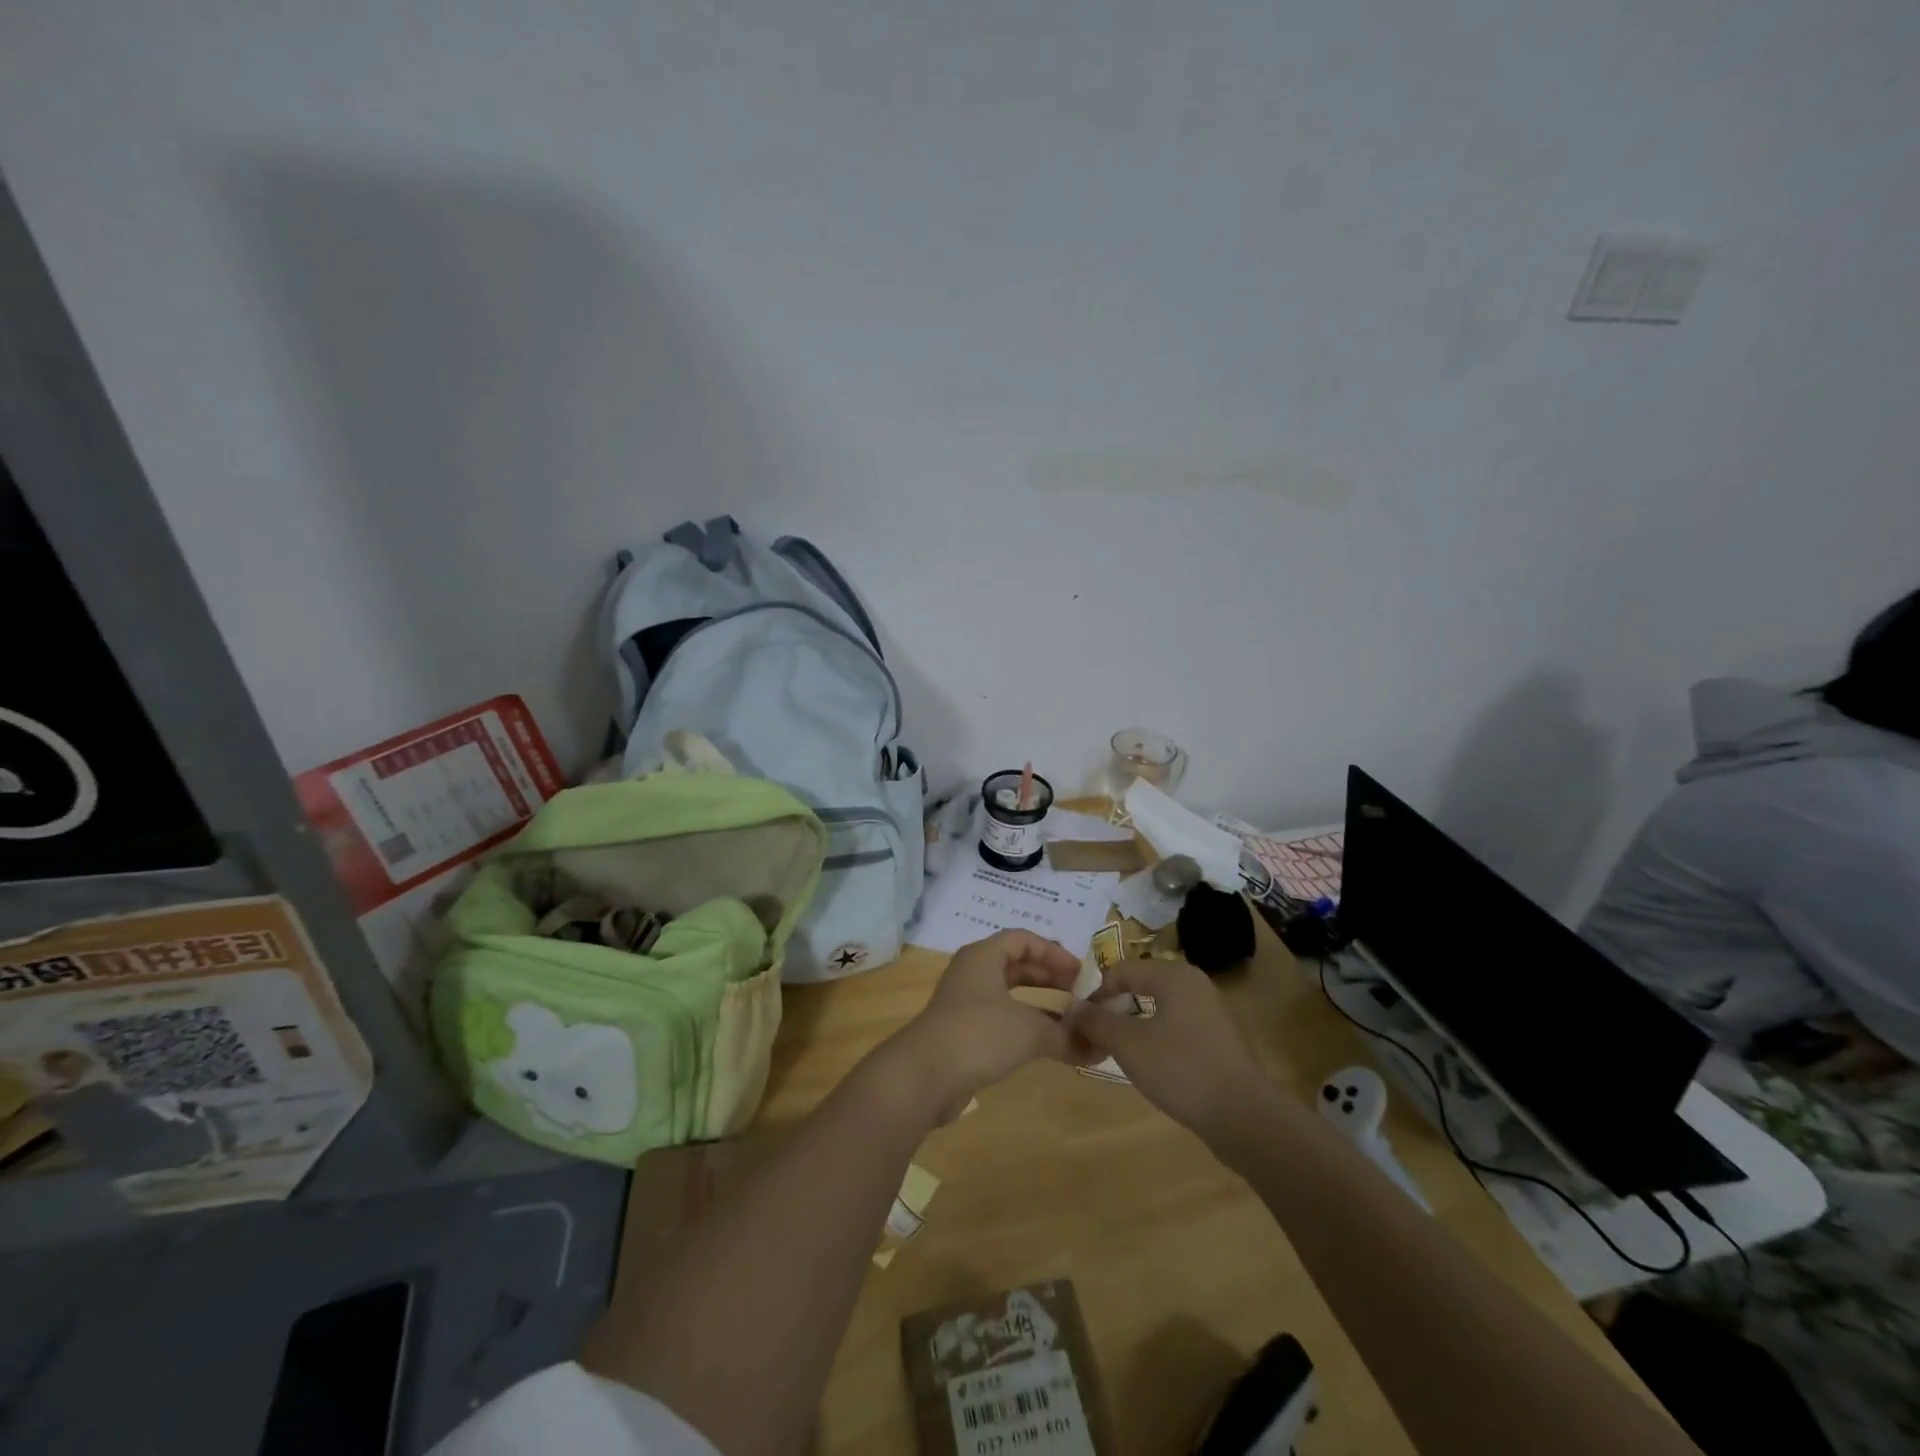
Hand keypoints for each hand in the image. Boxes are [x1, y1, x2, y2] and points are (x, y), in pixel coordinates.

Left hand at [876, 931, 1081, 1117]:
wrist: (924, 1075)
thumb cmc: (979, 1034)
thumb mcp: (1029, 1030)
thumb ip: (1065, 1035)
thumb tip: (1096, 1046)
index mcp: (983, 956)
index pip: (1023, 939)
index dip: (1053, 952)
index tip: (1080, 973)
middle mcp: (972, 973)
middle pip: (1016, 965)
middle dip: (1049, 978)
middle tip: (1079, 993)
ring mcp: (964, 1004)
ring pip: (1008, 995)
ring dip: (1039, 1006)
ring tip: (1070, 1021)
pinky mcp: (961, 1033)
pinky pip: (1000, 1020)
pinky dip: (1024, 1027)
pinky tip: (1046, 1045)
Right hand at [1067, 959, 1278, 1142]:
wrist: (1245, 1117)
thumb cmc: (1181, 1069)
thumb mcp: (1128, 1044)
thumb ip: (1096, 1021)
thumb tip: (1072, 1007)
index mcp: (1174, 975)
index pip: (1122, 970)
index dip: (1095, 991)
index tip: (1078, 1020)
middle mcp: (1195, 985)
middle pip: (1141, 986)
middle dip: (1114, 1009)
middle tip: (1095, 1035)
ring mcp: (1211, 1013)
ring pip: (1159, 1009)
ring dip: (1133, 1026)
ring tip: (1116, 1052)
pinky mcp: (1219, 1041)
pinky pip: (1177, 1029)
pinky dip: (1156, 1040)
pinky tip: (1149, 1066)